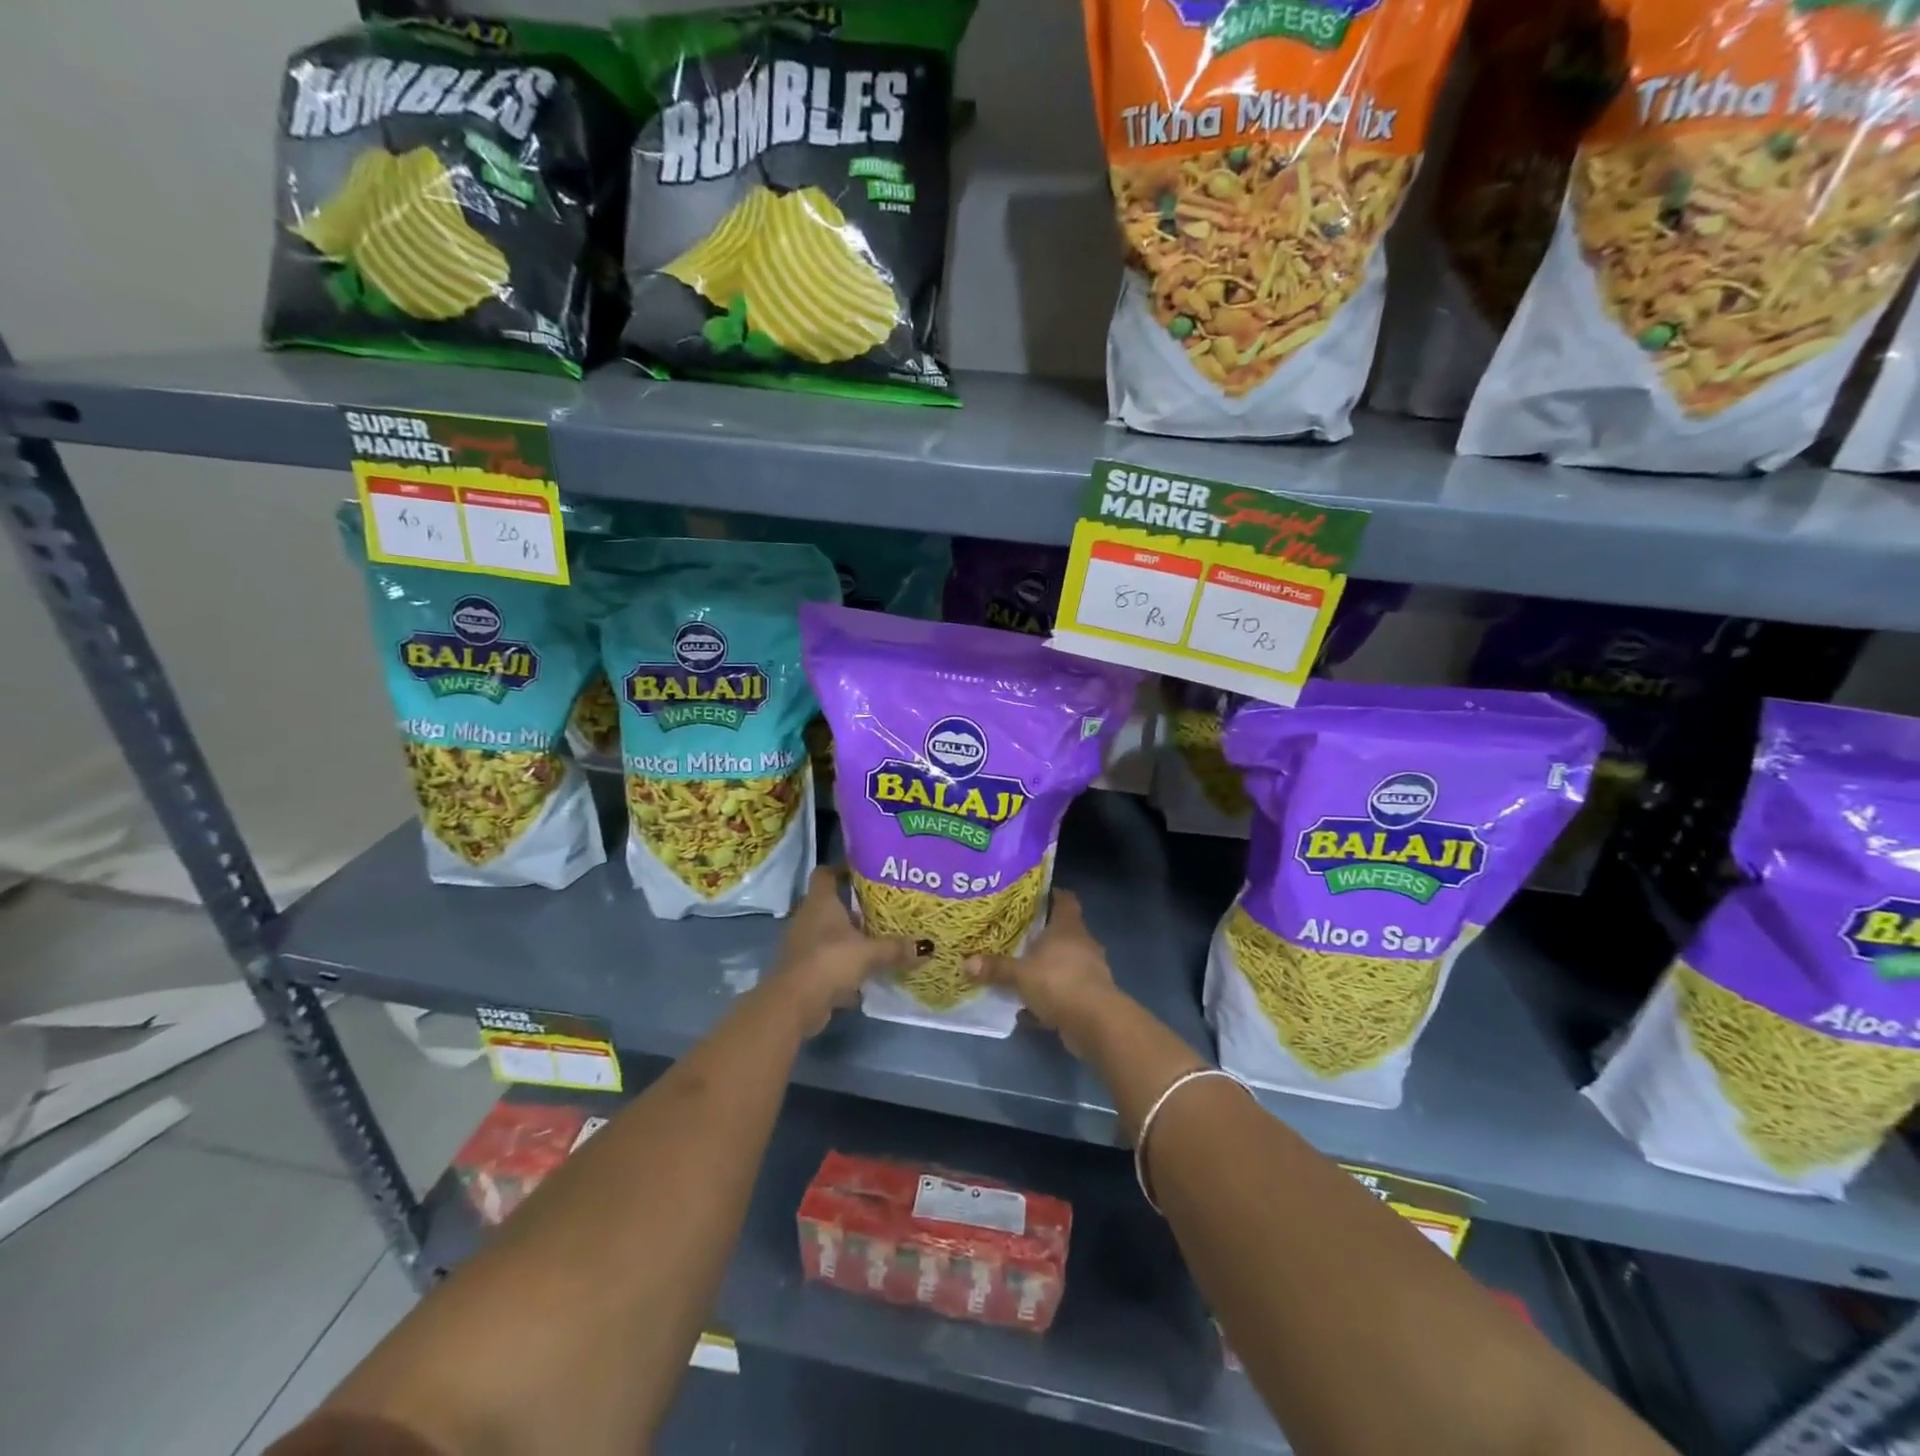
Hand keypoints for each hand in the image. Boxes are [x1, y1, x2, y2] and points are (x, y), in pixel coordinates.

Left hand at [777, 868, 918, 1035]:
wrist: (794, 1003)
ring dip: (850, 937)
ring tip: (879, 939)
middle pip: (831, 904)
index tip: (865, 872)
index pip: (825, 874)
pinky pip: (827, 959)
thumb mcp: (870, 953)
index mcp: (820, 902)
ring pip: (829, 933)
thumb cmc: (830, 961)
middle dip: (855, 907)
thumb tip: (927, 946)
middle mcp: (808, 918)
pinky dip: (844, 964)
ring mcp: (803, 944)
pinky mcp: (803, 969)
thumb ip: (896, 948)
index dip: (842, 869)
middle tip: (883, 909)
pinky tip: (866, 972)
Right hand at [965, 891, 1115, 1058]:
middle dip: (1041, 934)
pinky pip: (1065, 990)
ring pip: (1064, 962)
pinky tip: (1029, 1008)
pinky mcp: (1090, 996)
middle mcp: (1082, 943)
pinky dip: (1049, 996)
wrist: (1096, 1023)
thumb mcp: (1020, 975)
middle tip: (1015, 934)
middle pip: (1062, 931)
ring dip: (1045, 967)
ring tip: (1019, 971)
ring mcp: (1089, 970)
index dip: (1051, 895)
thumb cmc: (1059, 983)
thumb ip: (995, 968)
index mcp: (1068, 927)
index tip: (1032, 897)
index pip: (1065, 899)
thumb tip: (966, 962)